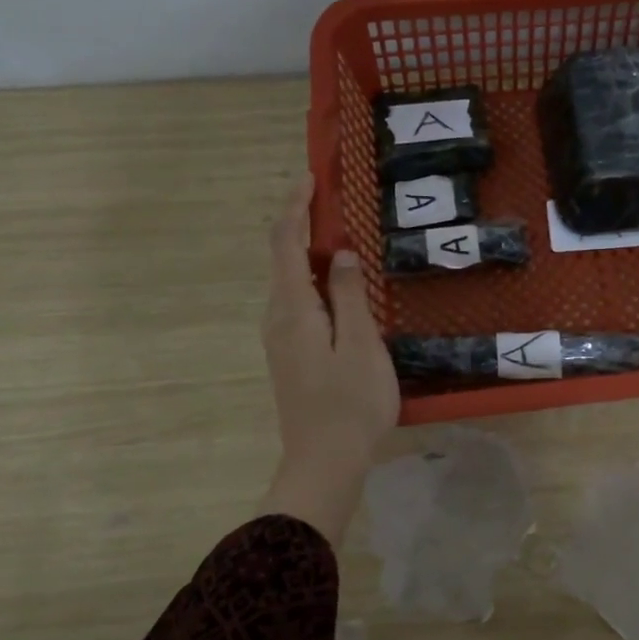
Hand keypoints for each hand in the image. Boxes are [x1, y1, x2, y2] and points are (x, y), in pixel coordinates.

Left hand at [260, 176, 398, 543]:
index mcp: (293, 309)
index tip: (309, 178)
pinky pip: (297, 300)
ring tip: (338, 231)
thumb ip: (350, 295)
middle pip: (282, 258)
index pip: (285, 243)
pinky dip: (312, 277)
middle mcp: (278, 317)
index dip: (295, 208)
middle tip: (330, 199)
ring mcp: (281, 338)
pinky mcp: (291, 353)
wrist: (325, 461)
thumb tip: (340, 254)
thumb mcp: (360, 344)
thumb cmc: (350, 402)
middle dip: (300, 223)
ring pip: (289, 280)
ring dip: (307, 250)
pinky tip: (336, 281)